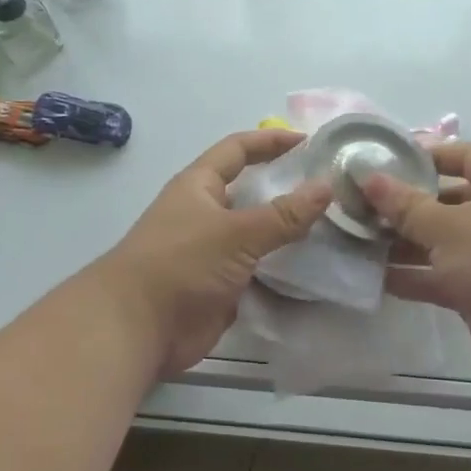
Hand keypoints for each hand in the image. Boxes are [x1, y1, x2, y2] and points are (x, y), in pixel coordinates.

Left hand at [98, 130, 332, 378]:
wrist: (136, 329)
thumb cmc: (180, 265)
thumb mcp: (236, 233)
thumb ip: (283, 214)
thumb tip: (326, 187)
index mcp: (199, 186)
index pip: (238, 149)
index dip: (271, 141)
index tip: (310, 142)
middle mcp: (205, 213)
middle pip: (250, 192)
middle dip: (286, 188)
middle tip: (331, 189)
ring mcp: (211, 252)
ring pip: (257, 234)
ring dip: (288, 232)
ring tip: (334, 228)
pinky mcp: (219, 287)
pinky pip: (257, 270)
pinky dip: (282, 269)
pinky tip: (314, 269)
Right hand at [362, 142, 470, 375]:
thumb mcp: (448, 225)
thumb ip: (406, 205)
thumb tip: (369, 178)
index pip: (467, 155)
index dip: (434, 153)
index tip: (393, 158)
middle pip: (446, 201)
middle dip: (407, 203)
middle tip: (363, 203)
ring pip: (437, 242)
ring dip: (402, 242)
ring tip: (358, 238)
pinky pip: (436, 277)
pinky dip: (410, 276)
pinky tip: (372, 276)